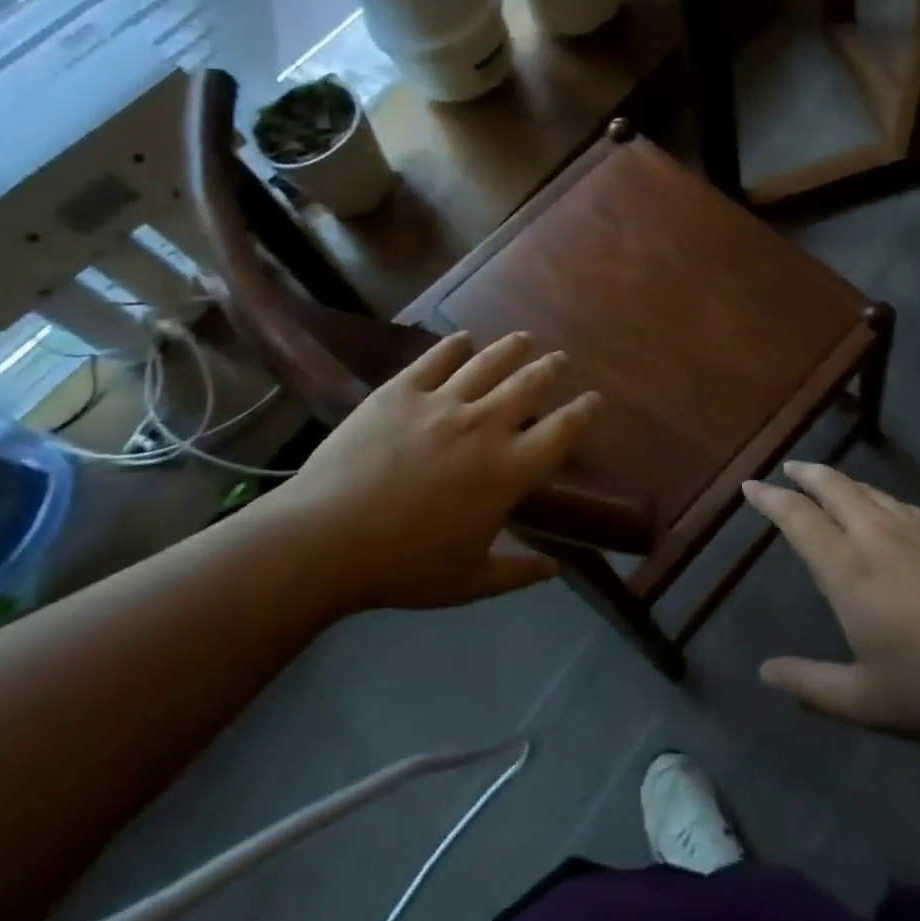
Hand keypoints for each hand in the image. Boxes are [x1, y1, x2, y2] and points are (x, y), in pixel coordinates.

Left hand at [266, 331, 598, 611]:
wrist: (325, 541)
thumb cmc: (403, 568)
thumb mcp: (469, 582)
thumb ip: (519, 572)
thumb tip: (558, 568)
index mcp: (508, 471)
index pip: (562, 431)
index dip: (584, 412)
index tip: (595, 400)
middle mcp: (485, 426)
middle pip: (530, 384)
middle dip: (551, 368)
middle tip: (560, 359)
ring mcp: (442, 402)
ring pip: (489, 361)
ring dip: (513, 347)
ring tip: (525, 338)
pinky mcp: (402, 391)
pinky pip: (436, 358)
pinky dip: (454, 345)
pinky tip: (463, 338)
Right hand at [746, 463, 919, 740]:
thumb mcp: (866, 700)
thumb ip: (811, 685)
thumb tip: (765, 672)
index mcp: (848, 570)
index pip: (799, 519)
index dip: (771, 499)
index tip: (751, 485)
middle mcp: (877, 537)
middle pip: (834, 488)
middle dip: (806, 474)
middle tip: (789, 467)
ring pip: (871, 492)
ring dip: (843, 482)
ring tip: (830, 481)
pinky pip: (905, 505)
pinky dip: (882, 499)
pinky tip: (888, 508)